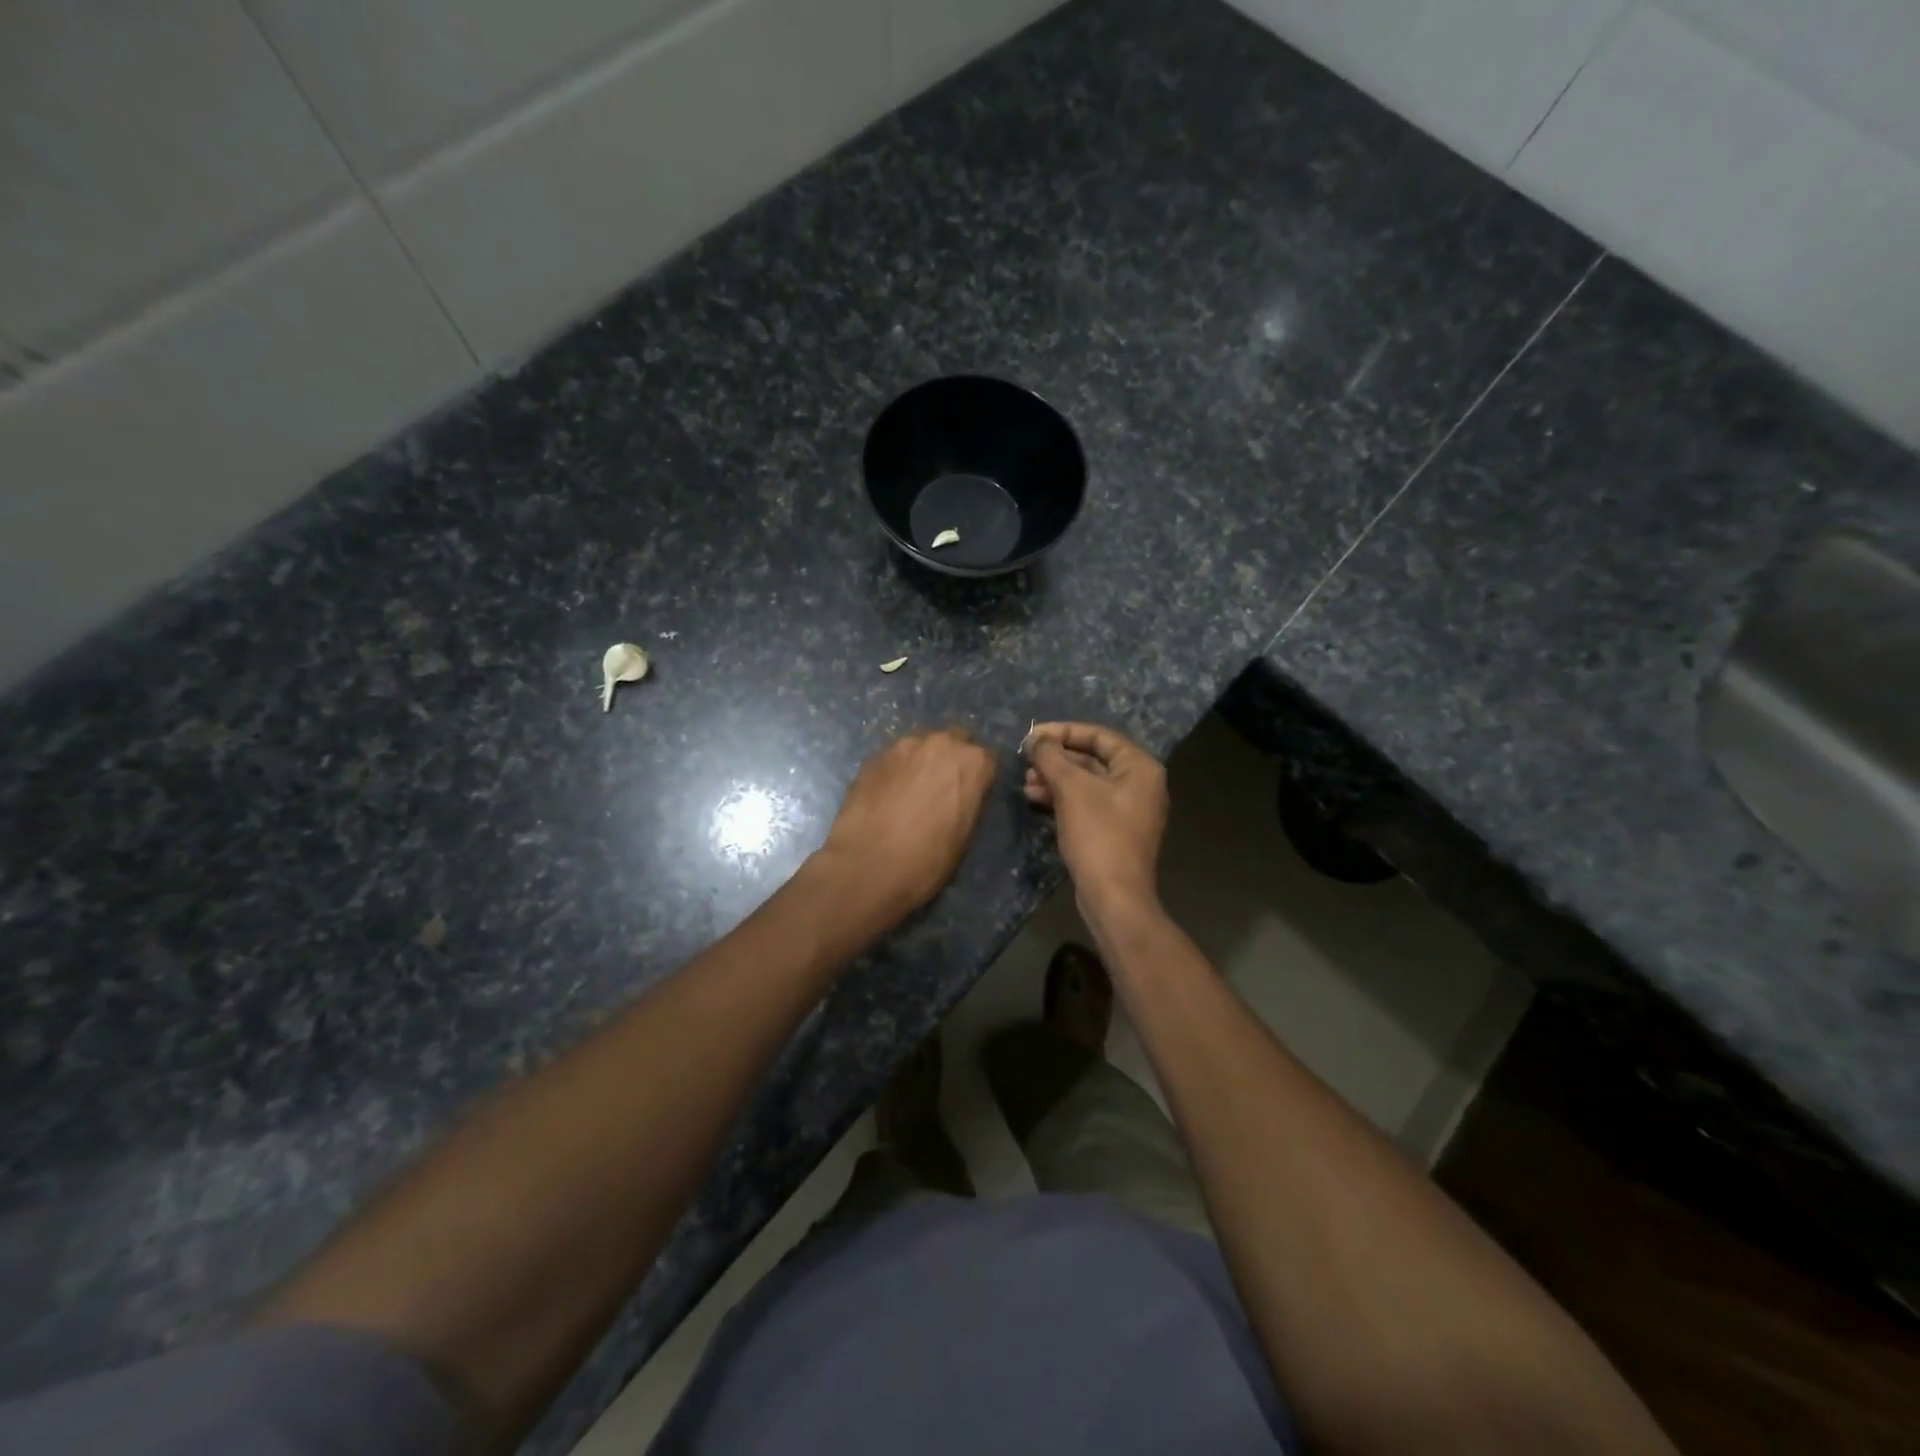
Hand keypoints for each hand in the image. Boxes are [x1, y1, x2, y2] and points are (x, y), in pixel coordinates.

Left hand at [818, 728, 997, 917]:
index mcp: (972, 762)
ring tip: (910, 794)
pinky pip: (893, 759)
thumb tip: (961, 795)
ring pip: (920, 746)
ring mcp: (902, 746)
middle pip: (953, 741)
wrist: (866, 867)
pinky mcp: (872, 757)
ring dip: (921, 763)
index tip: (969, 795)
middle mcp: (940, 743)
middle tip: (940, 790)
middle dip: (950, 761)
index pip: (987, 759)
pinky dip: (895, 772)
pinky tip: (886, 797)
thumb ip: (968, 801)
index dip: (978, 778)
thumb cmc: (927, 860)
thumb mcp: (965, 835)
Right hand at [1024, 722, 1168, 916]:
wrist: (1113, 896)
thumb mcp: (1071, 789)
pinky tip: (1036, 800)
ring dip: (1055, 779)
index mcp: (1139, 767)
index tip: (1031, 736)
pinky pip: (1086, 803)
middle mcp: (1139, 783)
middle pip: (1092, 758)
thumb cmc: (1098, 835)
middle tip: (1026, 762)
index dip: (1062, 731)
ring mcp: (1128, 809)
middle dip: (1056, 759)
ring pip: (1086, 782)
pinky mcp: (1114, 830)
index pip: (1098, 735)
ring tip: (1027, 784)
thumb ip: (1051, 757)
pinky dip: (1062, 798)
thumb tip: (1035, 739)